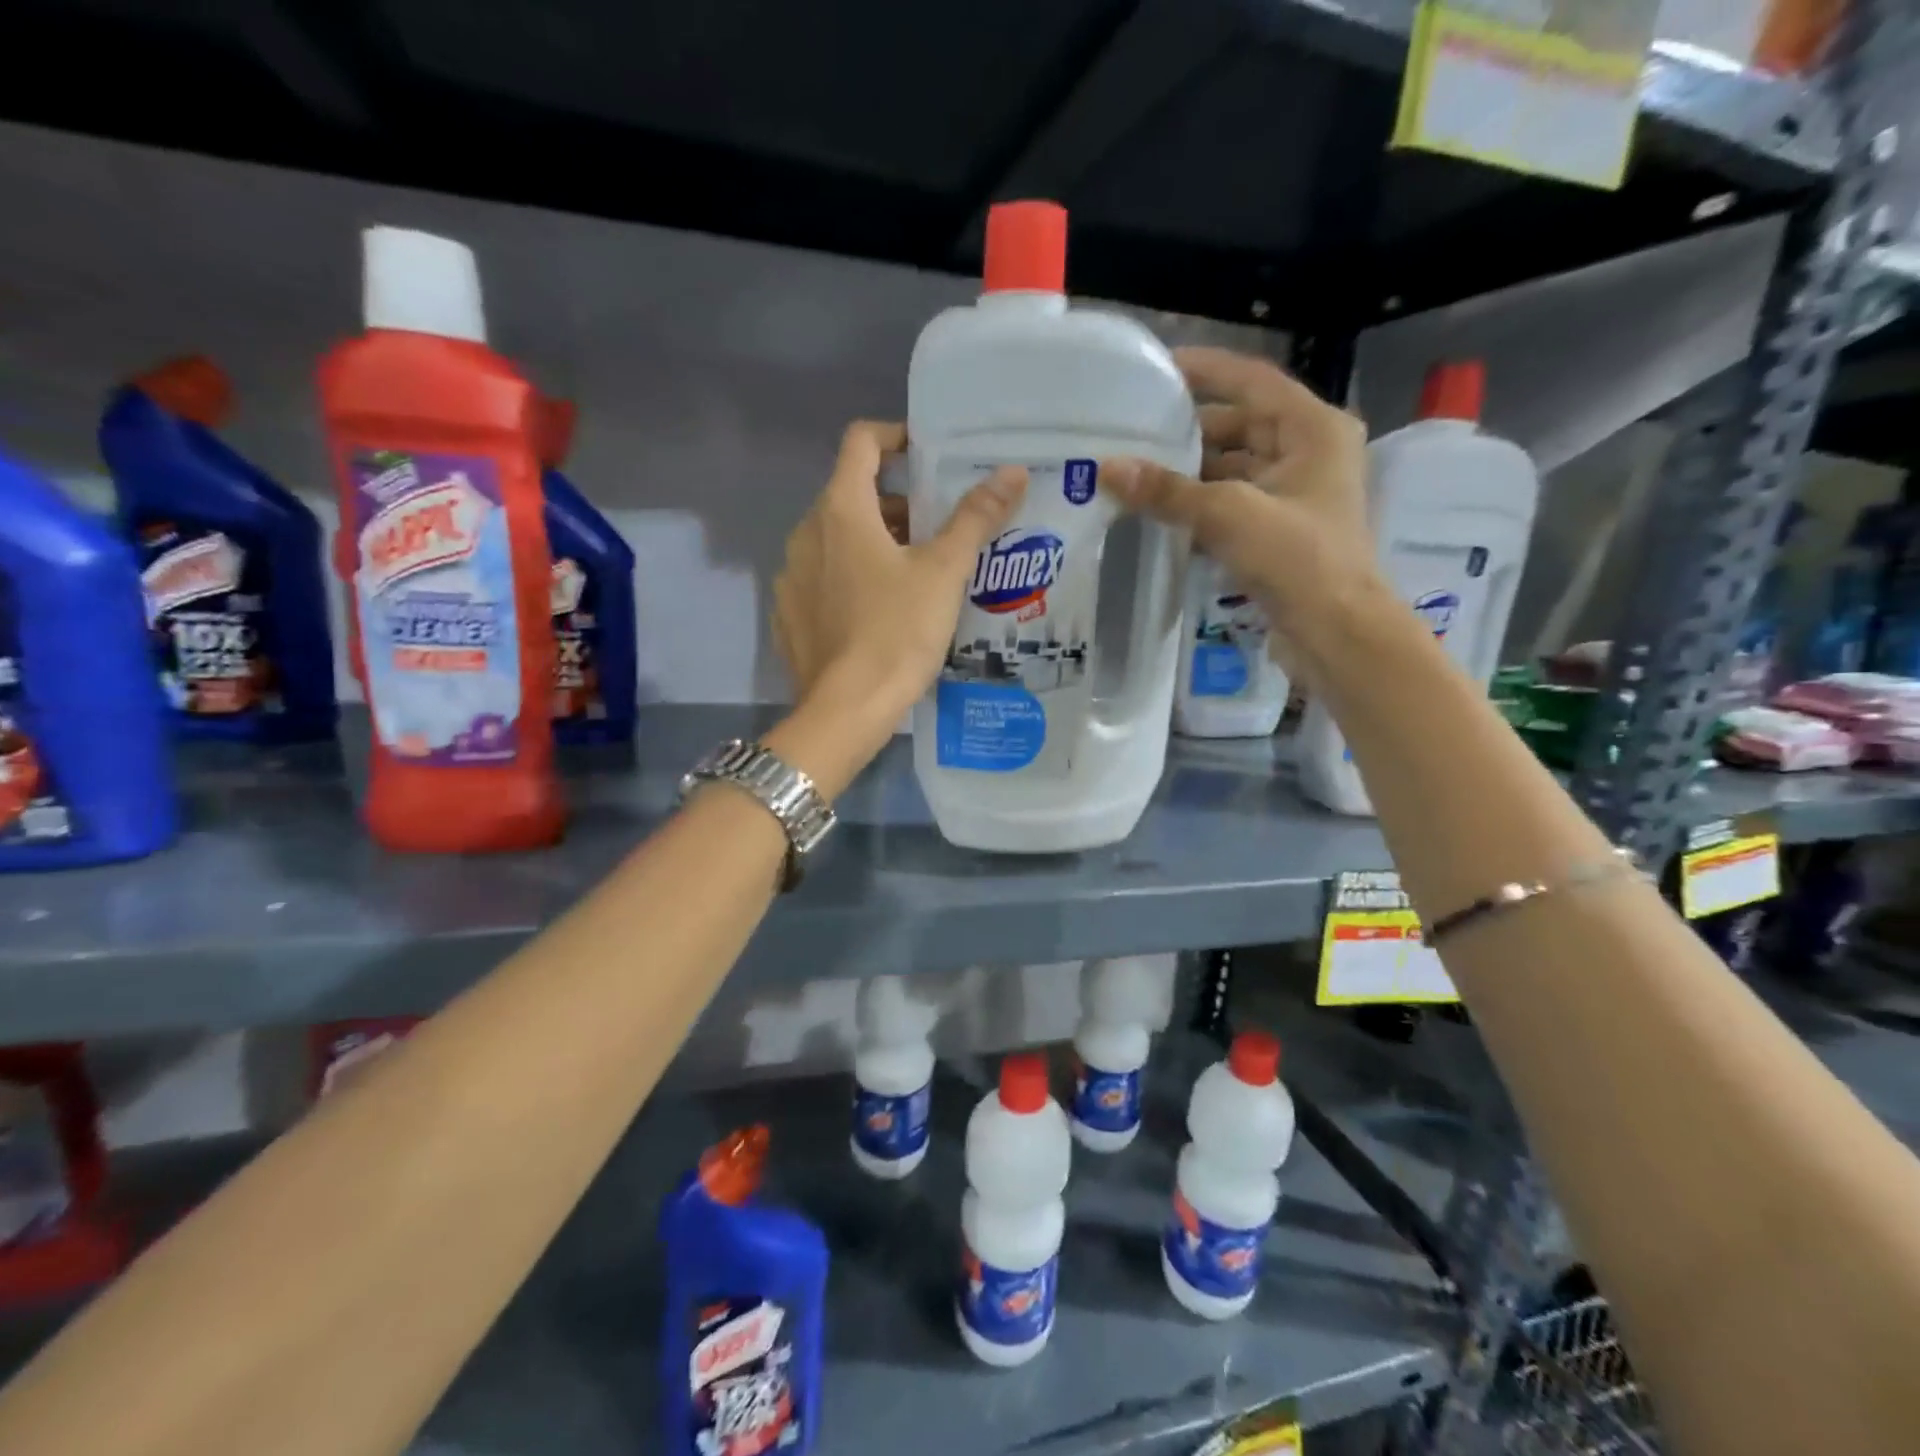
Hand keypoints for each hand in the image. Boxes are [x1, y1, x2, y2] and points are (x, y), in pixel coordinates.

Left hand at [773, 420, 1026, 731]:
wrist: (846, 710)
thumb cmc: (898, 632)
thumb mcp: (944, 573)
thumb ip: (975, 518)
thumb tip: (1012, 472)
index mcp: (840, 510)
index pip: (862, 442)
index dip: (896, 437)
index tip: (928, 456)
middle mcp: (806, 533)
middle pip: (850, 494)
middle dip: (895, 502)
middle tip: (937, 529)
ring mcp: (791, 576)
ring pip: (835, 539)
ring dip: (873, 542)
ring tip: (915, 573)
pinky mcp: (789, 614)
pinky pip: (822, 578)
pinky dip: (850, 577)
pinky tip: (879, 612)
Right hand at [1102, 347, 1374, 634]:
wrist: (1334, 632)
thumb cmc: (1297, 558)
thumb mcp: (1229, 514)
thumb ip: (1168, 491)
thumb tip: (1108, 468)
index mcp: (1312, 429)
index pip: (1252, 381)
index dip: (1206, 370)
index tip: (1157, 368)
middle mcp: (1308, 454)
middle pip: (1240, 427)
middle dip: (1188, 431)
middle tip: (1134, 430)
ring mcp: (1294, 497)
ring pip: (1232, 470)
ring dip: (1189, 474)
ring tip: (1135, 472)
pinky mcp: (1279, 533)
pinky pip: (1231, 506)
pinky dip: (1199, 507)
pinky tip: (1159, 513)